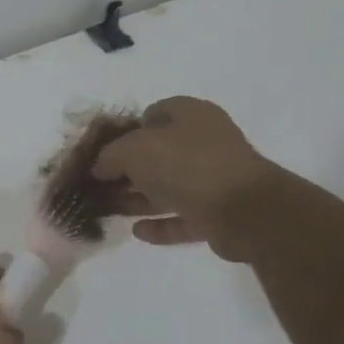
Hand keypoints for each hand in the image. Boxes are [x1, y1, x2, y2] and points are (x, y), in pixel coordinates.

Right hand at [91, 96, 276, 259]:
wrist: (243, 210)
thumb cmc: (186, 165)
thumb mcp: (134, 150)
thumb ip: (110, 155)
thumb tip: (100, 167)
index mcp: (191, 115)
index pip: (155, 112)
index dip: (127, 129)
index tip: (104, 149)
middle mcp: (205, 143)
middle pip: (159, 154)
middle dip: (128, 170)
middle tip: (101, 184)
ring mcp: (214, 179)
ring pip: (169, 188)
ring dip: (140, 199)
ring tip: (109, 210)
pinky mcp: (218, 214)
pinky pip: (182, 217)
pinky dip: (160, 224)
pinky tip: (136, 231)